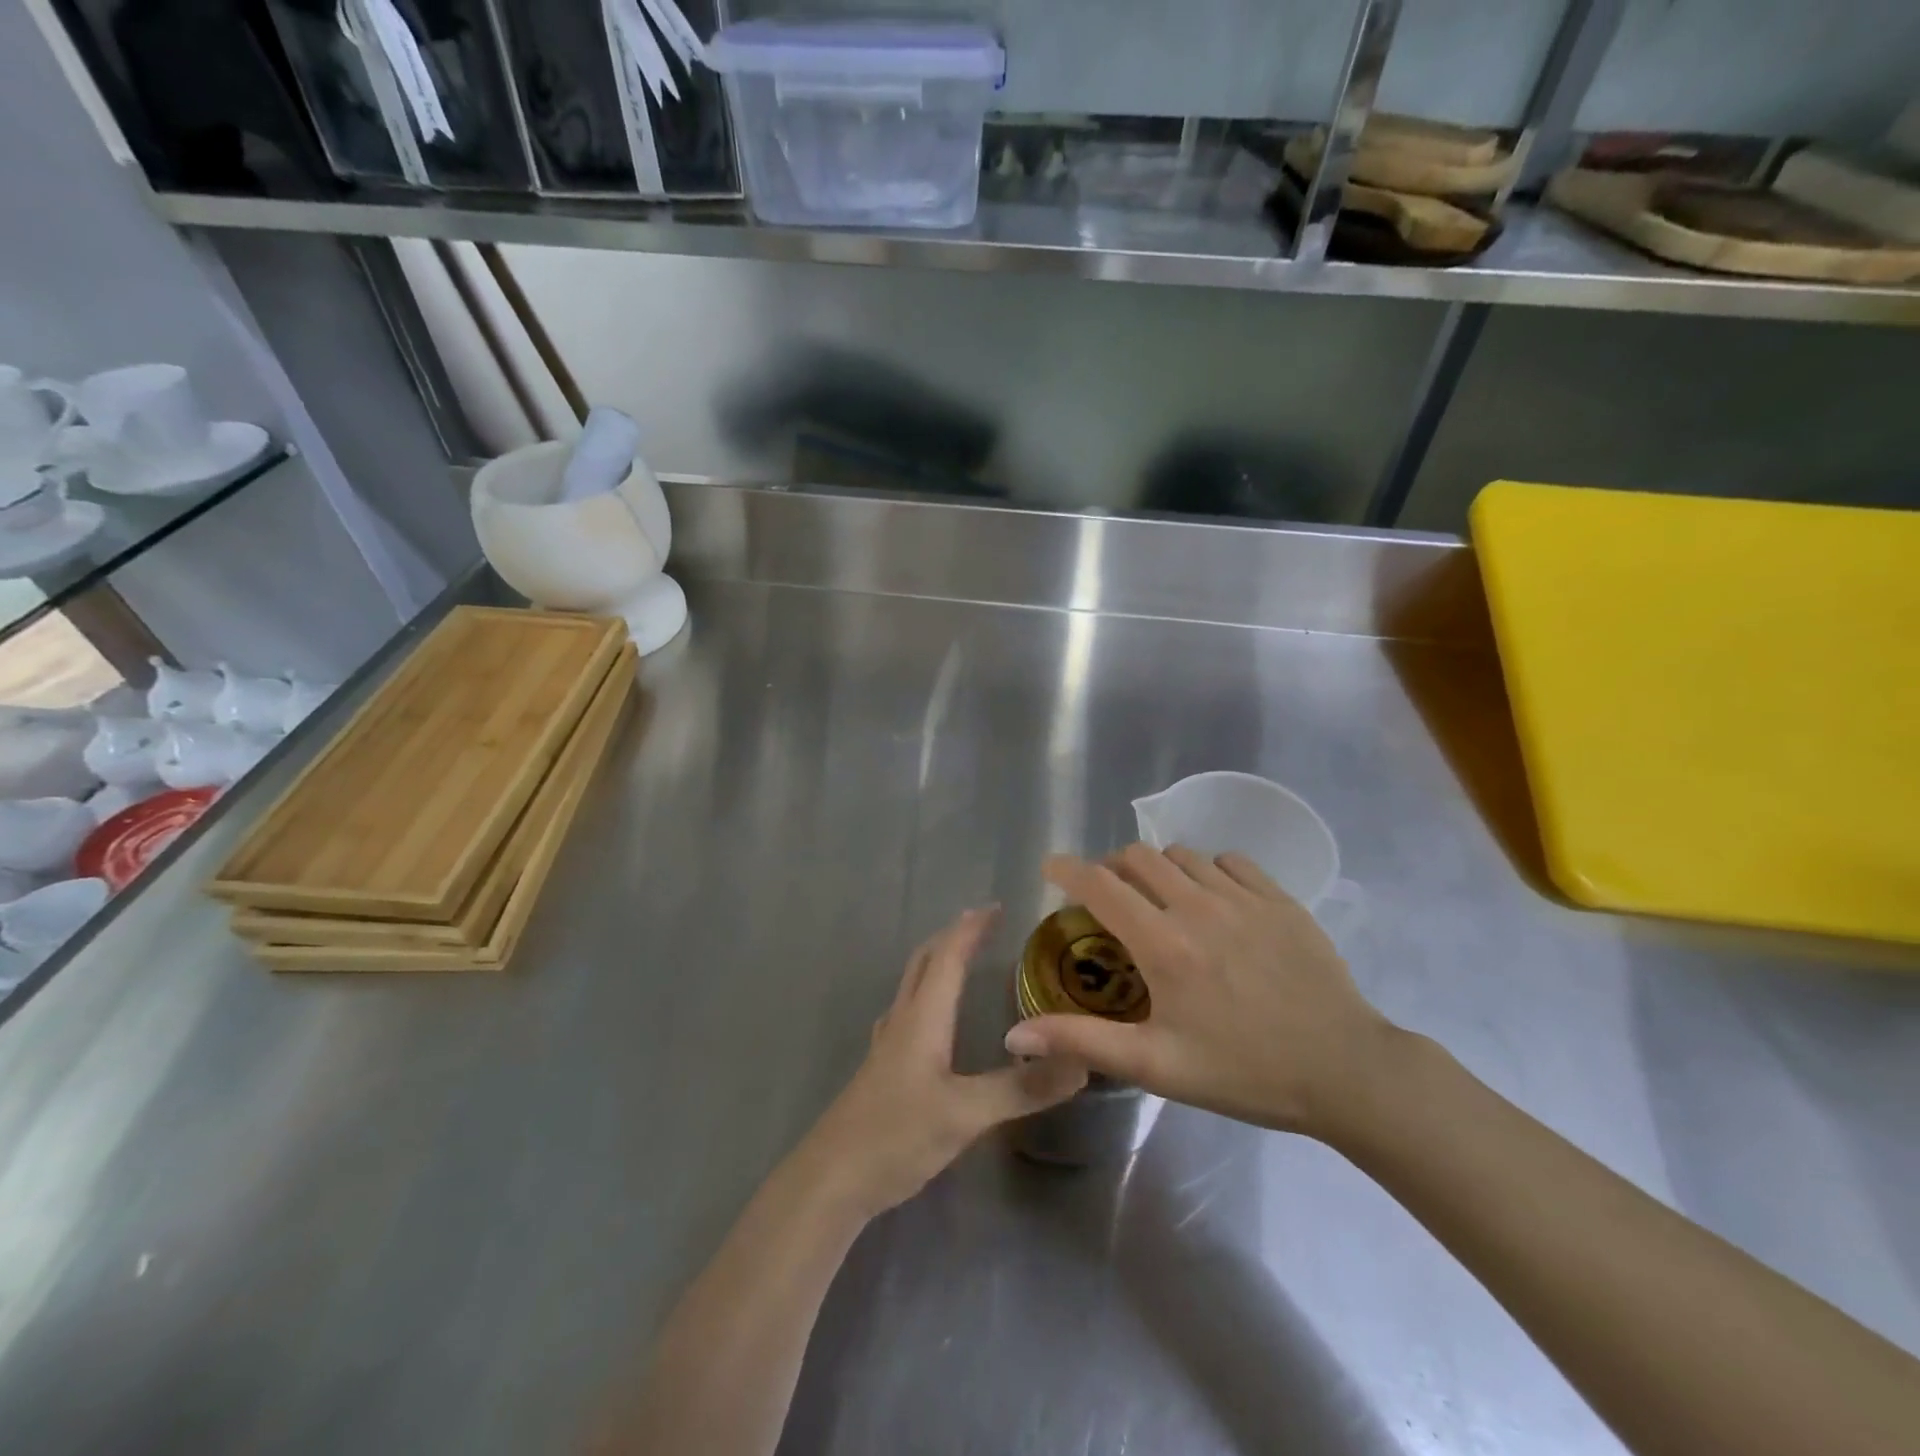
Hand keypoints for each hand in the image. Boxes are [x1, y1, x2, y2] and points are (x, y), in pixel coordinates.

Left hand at [795, 906, 1087, 1219]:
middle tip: (985, 926)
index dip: (971, 928)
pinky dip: (929, 996)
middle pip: (924, 961)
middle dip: (953, 937)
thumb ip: (1022, 1089)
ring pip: (914, 986)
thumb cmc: (896, 1135)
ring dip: (939, 963)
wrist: (832, 1180)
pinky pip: (909, 1013)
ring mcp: (888, 1045)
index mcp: (923, 1016)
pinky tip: (936, 1019)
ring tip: (966, 962)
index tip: (999, 907)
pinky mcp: (883, 1069)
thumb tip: (1081, 1061)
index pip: (948, 955)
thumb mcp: (966, 1113)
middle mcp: (903, 1020)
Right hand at [1002, 845, 1398, 1139]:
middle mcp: (1199, 906)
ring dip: (1159, 869)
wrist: (1346, 1071)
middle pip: (1138, 856)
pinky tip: (1214, 902)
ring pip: (1183, 855)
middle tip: (1110, 897)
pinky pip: (1230, 861)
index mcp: (1164, 945)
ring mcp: (1244, 897)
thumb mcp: (1157, 1066)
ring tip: (1161, 901)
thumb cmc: (1244, 1072)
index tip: (1051, 868)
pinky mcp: (1280, 898)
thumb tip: (1015, 1036)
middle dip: (1113, 867)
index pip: (1101, 885)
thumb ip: (1083, 1041)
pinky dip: (1208, 871)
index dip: (1068, 869)